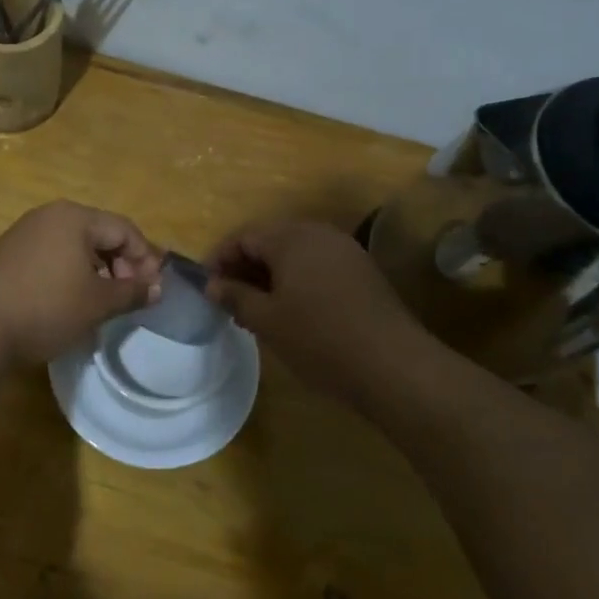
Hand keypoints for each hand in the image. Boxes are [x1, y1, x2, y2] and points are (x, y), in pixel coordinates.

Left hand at [0, 201, 162, 362]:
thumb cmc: (47, 308)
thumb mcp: (98, 304)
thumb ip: (133, 292)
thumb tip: (157, 288)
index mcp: (74, 217)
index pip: (124, 229)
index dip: (144, 258)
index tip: (151, 290)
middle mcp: (48, 215)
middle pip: (99, 233)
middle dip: (120, 264)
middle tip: (127, 296)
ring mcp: (23, 232)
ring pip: (73, 245)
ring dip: (95, 270)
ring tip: (99, 302)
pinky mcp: (6, 253)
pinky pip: (50, 255)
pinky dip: (68, 273)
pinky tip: (67, 301)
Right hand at [205, 218, 429, 401]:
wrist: (392, 364)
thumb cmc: (318, 338)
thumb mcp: (267, 320)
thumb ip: (235, 296)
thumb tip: (213, 285)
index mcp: (291, 237)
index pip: (244, 236)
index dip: (220, 258)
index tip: (207, 286)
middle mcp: (319, 233)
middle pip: (271, 241)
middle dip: (246, 267)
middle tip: (229, 300)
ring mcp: (345, 251)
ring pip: (296, 254)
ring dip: (271, 276)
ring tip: (257, 310)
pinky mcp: (363, 272)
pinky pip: (318, 266)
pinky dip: (298, 282)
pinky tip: (293, 312)